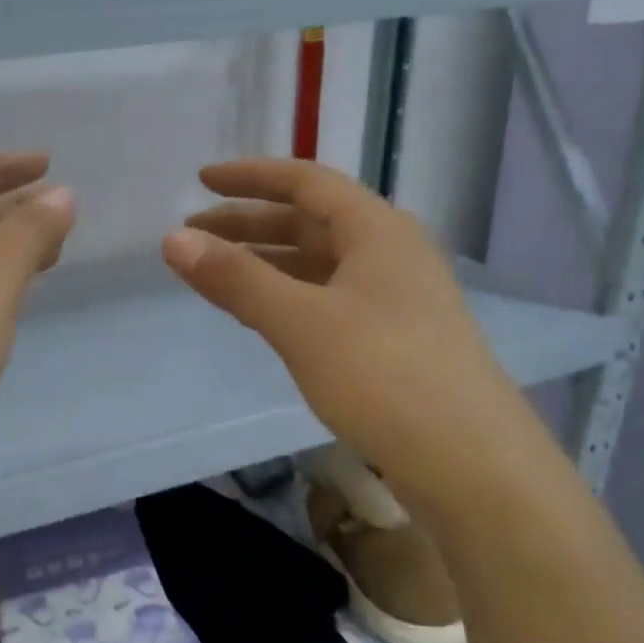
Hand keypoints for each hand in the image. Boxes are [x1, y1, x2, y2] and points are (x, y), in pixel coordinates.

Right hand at [162, 158, 550, 516]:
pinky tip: (262, 313)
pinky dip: (288, 295)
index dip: (250, 178)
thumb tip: (172, 240)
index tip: (200, 182)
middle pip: (310, 221)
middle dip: (249, 223)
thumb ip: (236, 279)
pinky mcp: (394, 338)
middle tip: (194, 235)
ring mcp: (396, 297)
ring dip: (267, 260)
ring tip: (217, 273)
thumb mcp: (300, 322)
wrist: (471, 464)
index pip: (305, 182)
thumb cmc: (383, 375)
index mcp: (377, 230)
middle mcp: (390, 253)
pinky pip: (329, 297)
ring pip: (319, 263)